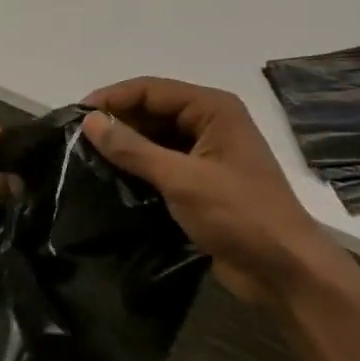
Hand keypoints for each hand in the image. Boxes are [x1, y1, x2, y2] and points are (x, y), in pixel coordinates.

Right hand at [82, 77, 340, 304]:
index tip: (75, 116)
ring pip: (156, 137)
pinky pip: (163, 162)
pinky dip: (139, 167)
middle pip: (153, 110)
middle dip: (117, 121)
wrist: (284, 271)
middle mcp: (210, 122)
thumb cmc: (238, 215)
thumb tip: (89, 121)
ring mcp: (208, 153)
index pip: (151, 90)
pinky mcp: (202, 181)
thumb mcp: (181, 179)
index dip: (112, 98)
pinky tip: (112, 178)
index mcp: (213, 109)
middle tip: (76, 140)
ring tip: (86, 158)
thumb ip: (133, 149)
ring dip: (126, 145)